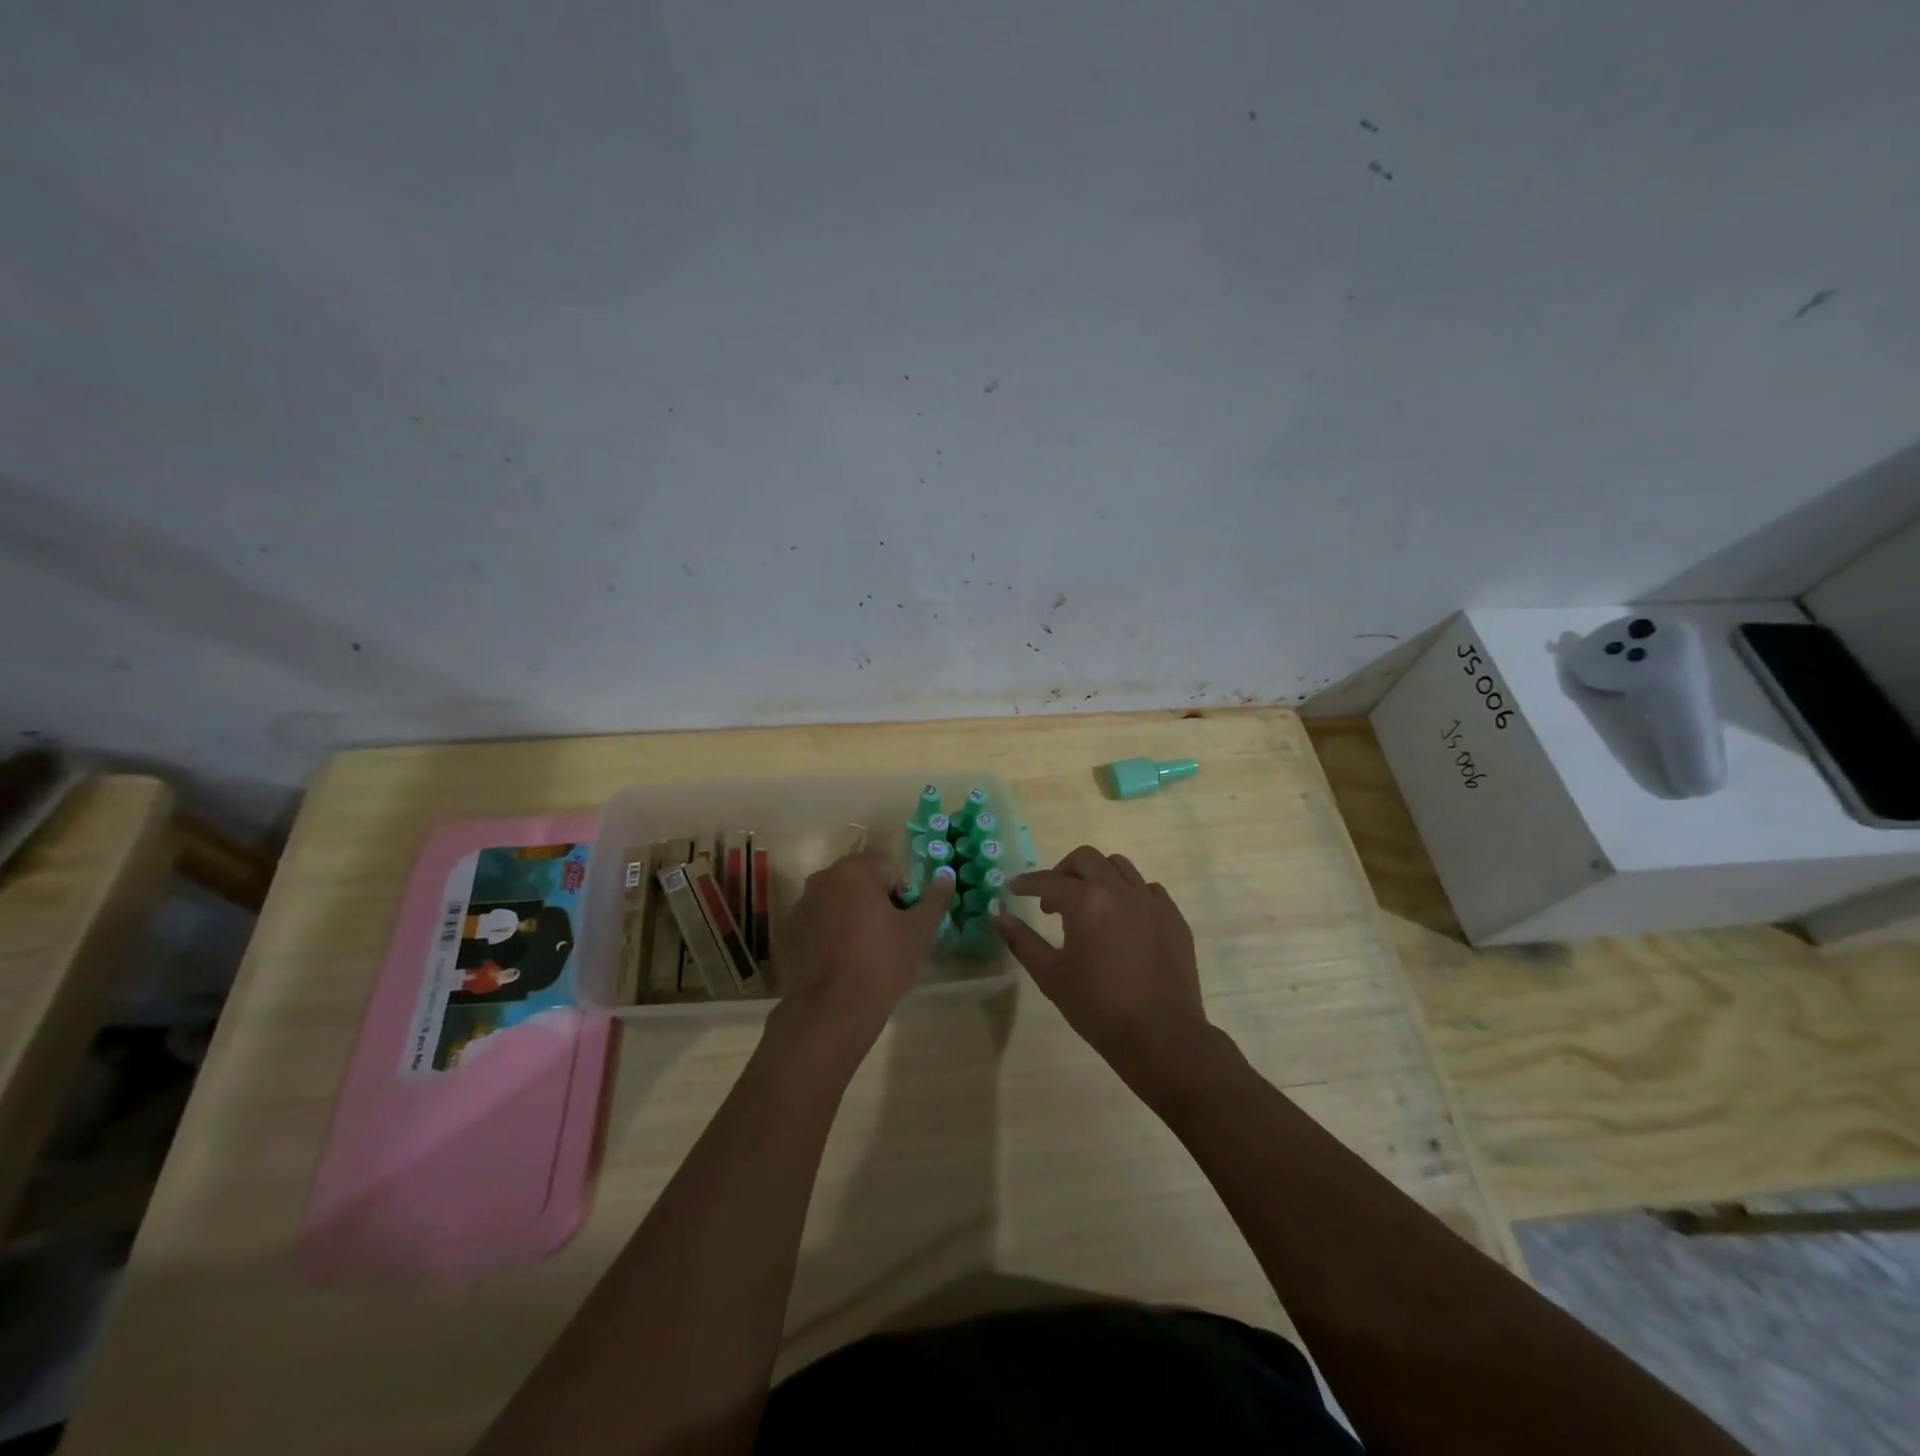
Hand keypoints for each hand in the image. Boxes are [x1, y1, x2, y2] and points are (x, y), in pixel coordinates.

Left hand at [774, 851, 955, 1050]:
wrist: (831, 1012)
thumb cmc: (881, 964)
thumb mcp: (920, 932)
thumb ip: (935, 899)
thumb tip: (946, 876)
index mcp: (854, 870)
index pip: (888, 868)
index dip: (902, 895)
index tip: (905, 924)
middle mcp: (823, 879)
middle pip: (860, 882)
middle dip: (876, 903)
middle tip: (889, 938)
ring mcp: (801, 906)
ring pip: (838, 902)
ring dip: (852, 917)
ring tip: (864, 953)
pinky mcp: (789, 933)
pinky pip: (819, 923)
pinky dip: (831, 934)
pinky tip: (841, 963)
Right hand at [996, 846, 1209, 1085]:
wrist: (1161, 1036)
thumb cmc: (1098, 1007)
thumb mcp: (1051, 976)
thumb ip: (1023, 941)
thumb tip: (1000, 917)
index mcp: (1087, 902)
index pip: (1049, 880)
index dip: (1027, 883)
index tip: (1014, 889)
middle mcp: (1120, 890)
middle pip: (1087, 859)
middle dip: (1063, 871)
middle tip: (1052, 899)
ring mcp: (1151, 901)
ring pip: (1120, 867)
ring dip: (1098, 876)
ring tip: (1089, 904)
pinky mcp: (1174, 917)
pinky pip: (1149, 888)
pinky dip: (1129, 893)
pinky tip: (1123, 918)